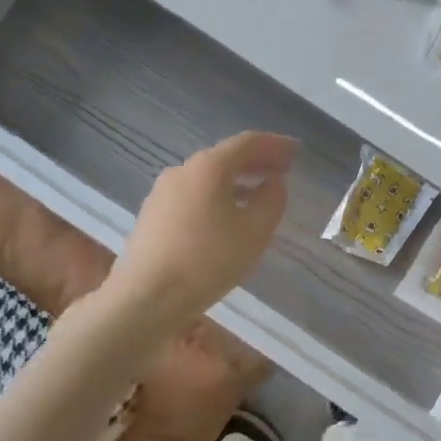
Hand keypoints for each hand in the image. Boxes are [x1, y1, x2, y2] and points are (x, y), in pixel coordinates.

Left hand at [104, 131, 295, 333]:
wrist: (145, 297)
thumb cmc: (207, 261)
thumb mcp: (254, 232)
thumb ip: (272, 200)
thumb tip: (273, 182)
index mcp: (208, 167)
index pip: (247, 143)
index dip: (274, 144)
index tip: (295, 151)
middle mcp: (182, 170)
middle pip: (225, 157)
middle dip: (256, 161)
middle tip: (282, 171)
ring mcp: (162, 192)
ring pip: (207, 177)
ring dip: (236, 180)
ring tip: (258, 194)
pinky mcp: (152, 214)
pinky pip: (193, 194)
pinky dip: (216, 195)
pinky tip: (227, 216)